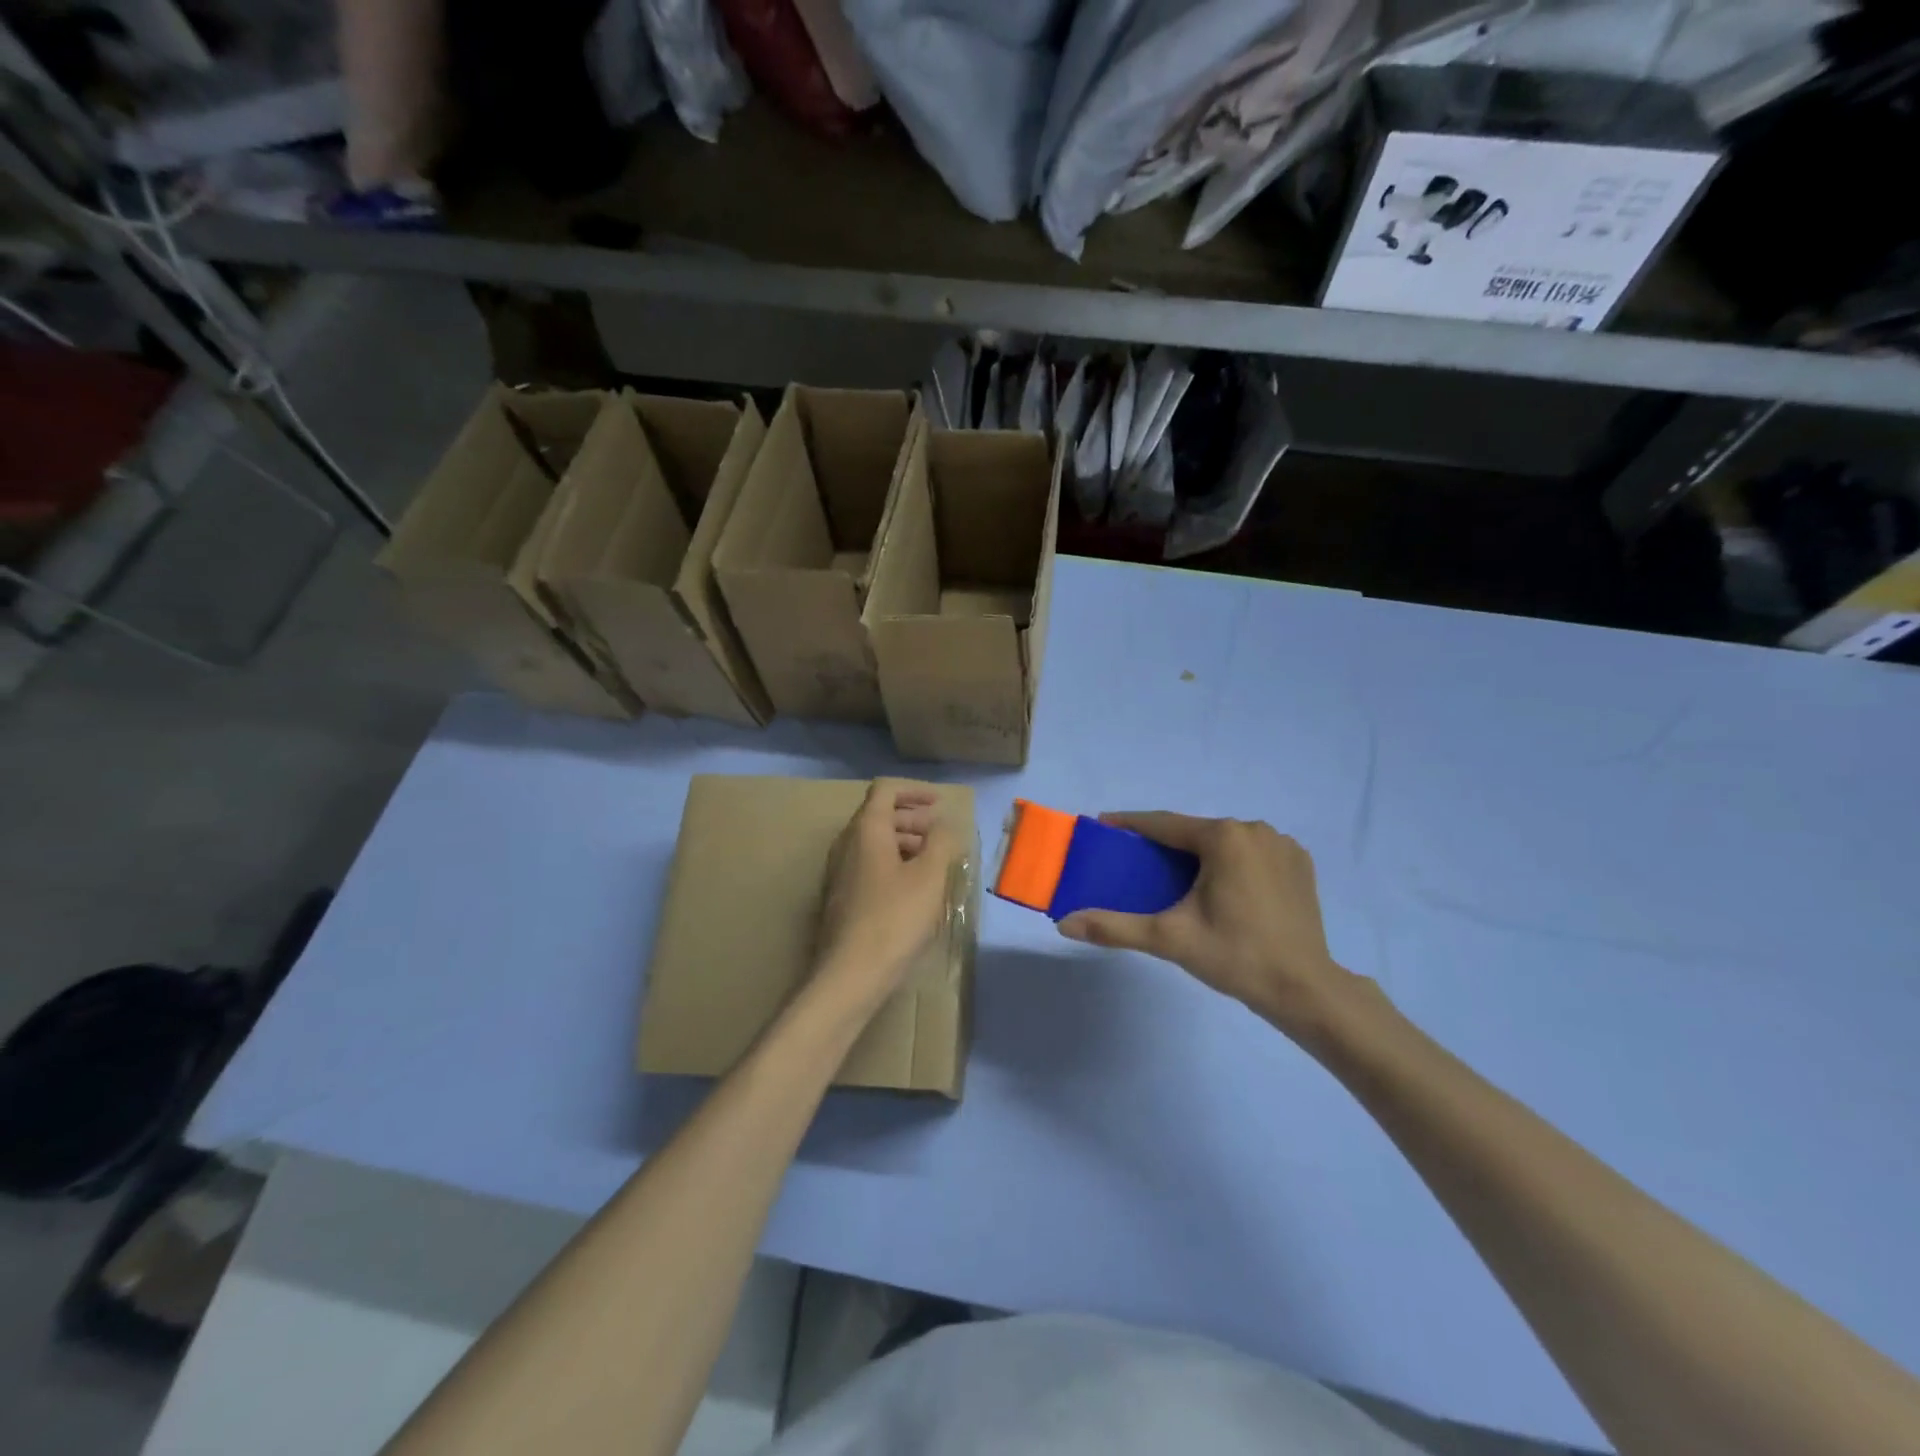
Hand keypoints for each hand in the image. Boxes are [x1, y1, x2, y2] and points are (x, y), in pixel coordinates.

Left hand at [813, 779, 960, 1011]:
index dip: (914, 791)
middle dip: (912, 819)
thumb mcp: (929, 876)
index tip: (939, 804)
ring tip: (932, 862)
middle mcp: (846, 844)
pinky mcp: (841, 897)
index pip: (885, 790)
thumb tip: (943, 824)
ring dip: (904, 843)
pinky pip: (868, 865)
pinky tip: (912, 888)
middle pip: (878, 815)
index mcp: (866, 830)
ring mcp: (839, 872)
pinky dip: (892, 864)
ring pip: (873, 842)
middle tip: (940, 834)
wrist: (851, 974)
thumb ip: (941, 842)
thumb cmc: (894, 918)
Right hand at [1057, 813, 1359, 1041]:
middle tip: (1138, 863)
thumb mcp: (1169, 939)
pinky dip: (1230, 863)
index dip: (1130, 825)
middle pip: (1196, 833)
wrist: (1305, 990)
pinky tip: (1221, 887)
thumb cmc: (1235, 956)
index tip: (1103, 826)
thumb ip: (1114, 926)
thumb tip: (1063, 923)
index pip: (1164, 824)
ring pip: (1225, 842)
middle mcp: (1254, 829)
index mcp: (1223, 837)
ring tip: (1176, 878)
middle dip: (1165, 845)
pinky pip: (1251, 853)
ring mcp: (1281, 844)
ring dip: (1199, 853)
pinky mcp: (1299, 863)